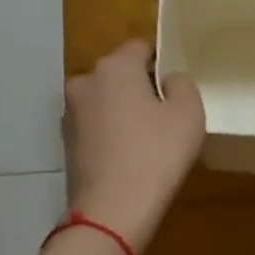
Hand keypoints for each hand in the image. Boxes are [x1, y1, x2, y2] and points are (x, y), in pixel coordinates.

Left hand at [63, 40, 204, 254]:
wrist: (113, 207)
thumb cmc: (157, 153)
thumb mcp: (189, 113)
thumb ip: (182, 84)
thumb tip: (168, 80)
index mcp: (115, 67)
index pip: (140, 47)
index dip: (161, 62)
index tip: (175, 87)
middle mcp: (85, 81)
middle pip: (119, 74)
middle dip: (139, 88)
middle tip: (164, 116)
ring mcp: (70, 113)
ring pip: (105, 102)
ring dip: (122, 112)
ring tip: (146, 140)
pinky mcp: (66, 143)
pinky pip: (96, 128)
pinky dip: (110, 135)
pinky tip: (127, 158)